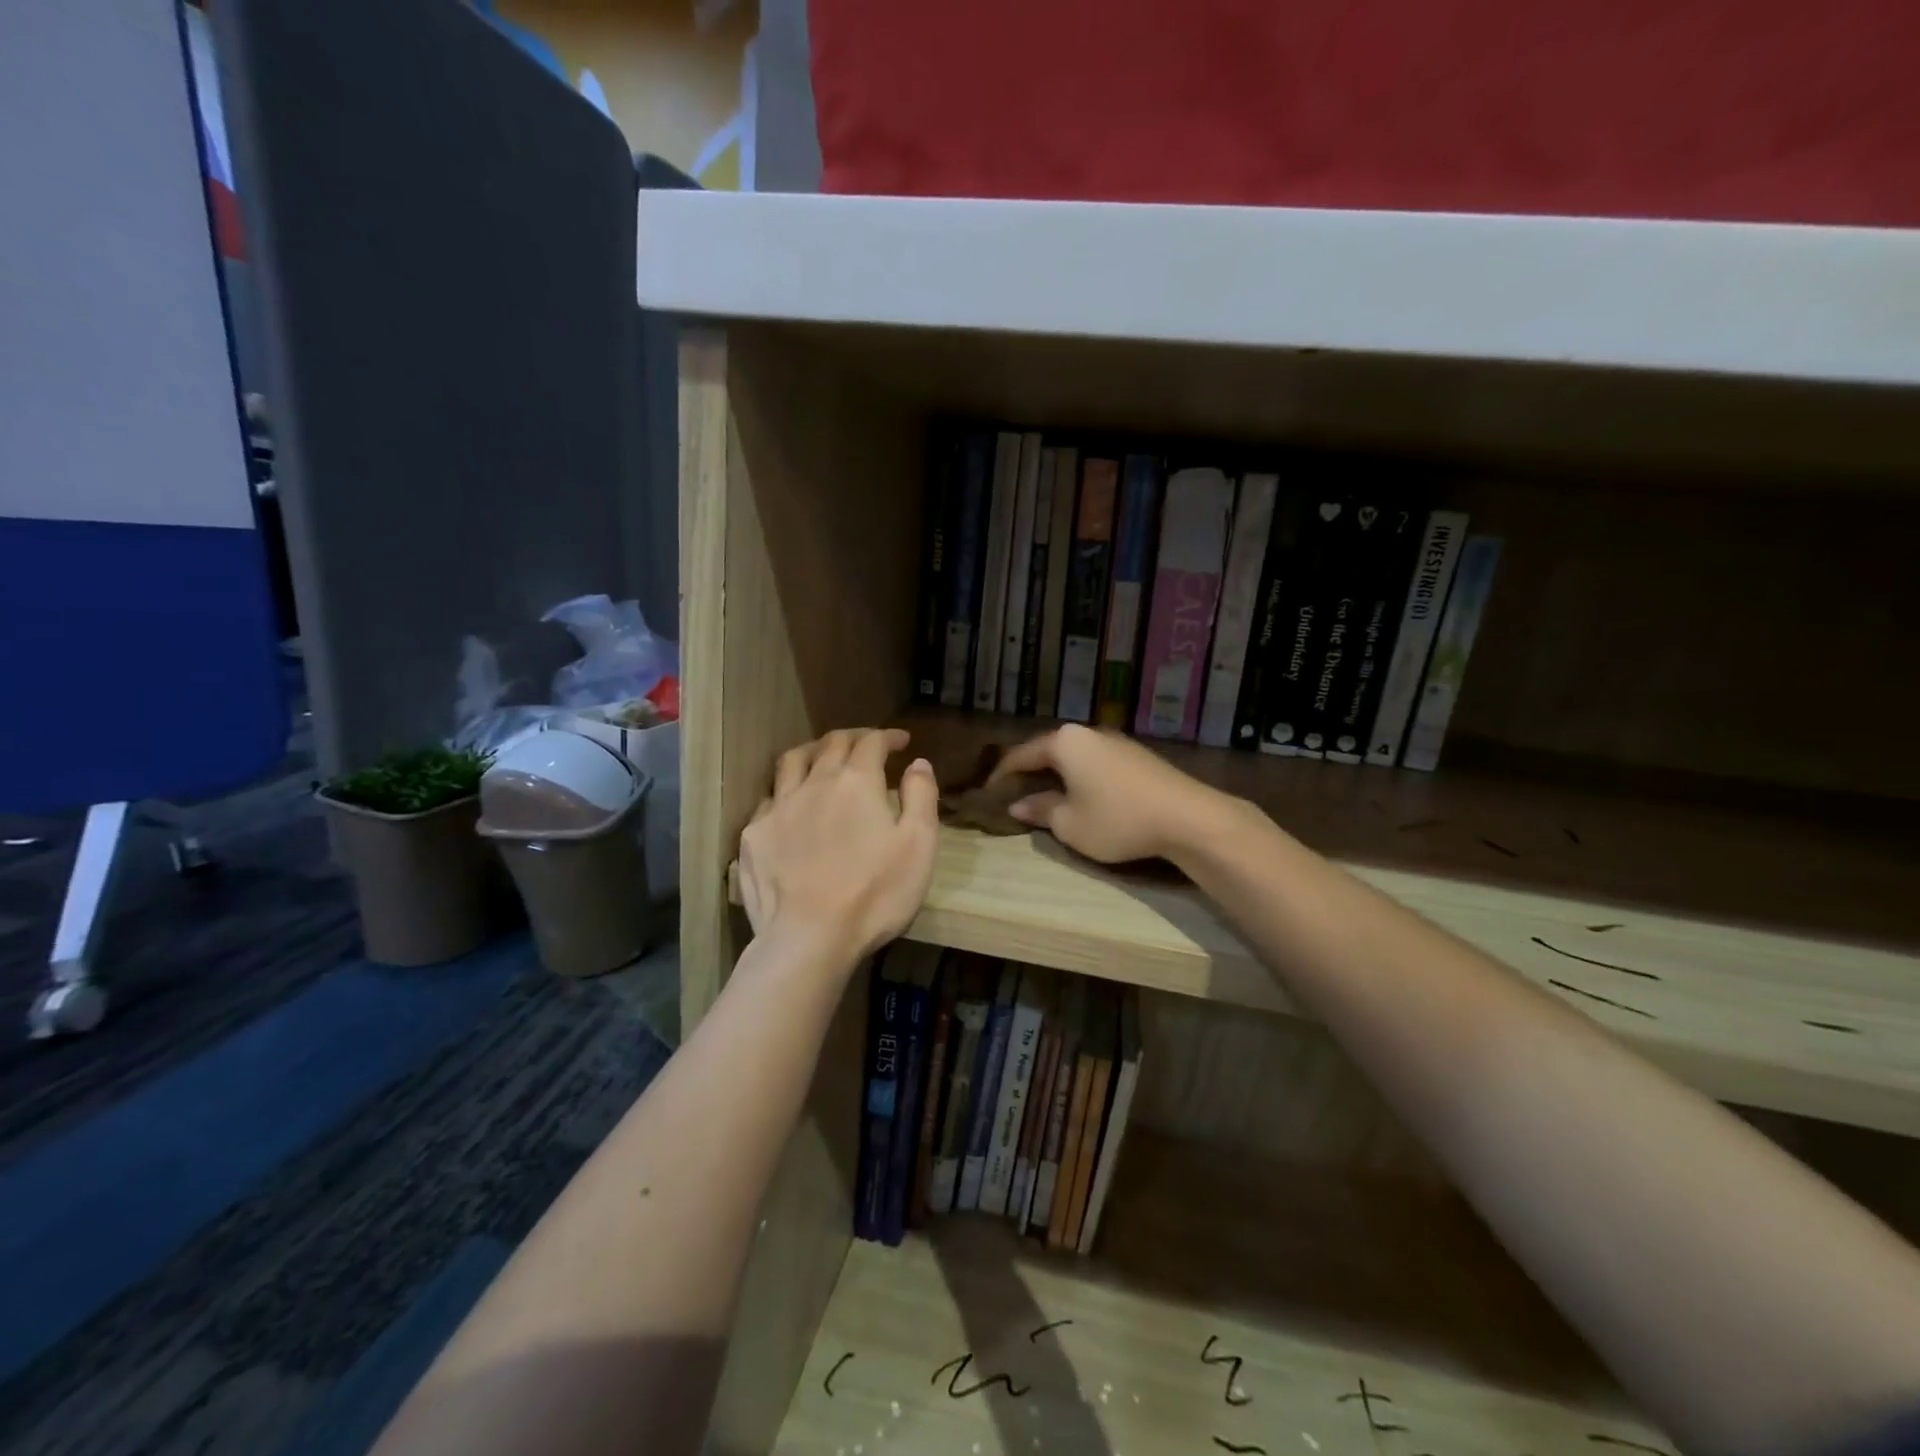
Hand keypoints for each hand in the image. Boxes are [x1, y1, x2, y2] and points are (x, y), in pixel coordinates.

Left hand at [737, 728, 938, 962]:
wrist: (809, 938)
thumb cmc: (875, 894)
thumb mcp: (918, 846)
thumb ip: (921, 798)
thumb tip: (918, 763)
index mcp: (857, 782)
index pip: (872, 743)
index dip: (887, 737)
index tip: (901, 741)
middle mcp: (815, 783)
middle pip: (831, 744)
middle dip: (853, 738)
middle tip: (866, 743)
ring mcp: (779, 808)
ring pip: (792, 761)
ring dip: (812, 751)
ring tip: (822, 757)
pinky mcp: (755, 836)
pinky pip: (769, 798)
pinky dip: (785, 791)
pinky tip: (790, 804)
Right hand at [988, 724, 1229, 864]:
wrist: (1188, 817)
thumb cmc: (1117, 819)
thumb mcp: (1069, 824)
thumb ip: (1040, 810)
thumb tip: (1019, 805)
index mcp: (1065, 742)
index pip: (1021, 755)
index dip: (1002, 775)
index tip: (988, 793)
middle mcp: (1088, 733)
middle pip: (1048, 751)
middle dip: (1029, 772)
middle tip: (1013, 794)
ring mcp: (1115, 742)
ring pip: (1074, 757)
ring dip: (1057, 775)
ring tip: (1045, 796)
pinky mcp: (1137, 756)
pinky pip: (1096, 763)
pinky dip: (1081, 777)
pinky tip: (1082, 795)